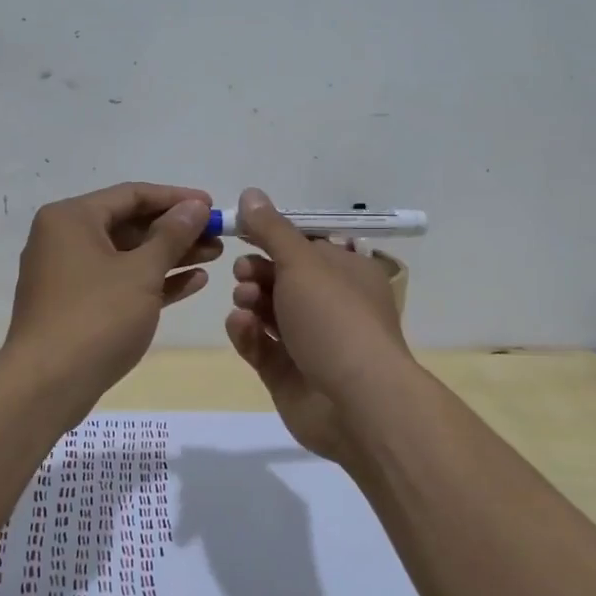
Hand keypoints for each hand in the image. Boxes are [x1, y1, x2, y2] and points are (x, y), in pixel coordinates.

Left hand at [4, 182, 217, 411]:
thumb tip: (196, 206)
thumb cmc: (96, 317)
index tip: (213, 206)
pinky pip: (120, 282)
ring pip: (128, 255)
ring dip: (171, 255)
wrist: (47, 386)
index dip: (176, 198)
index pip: (132, 194)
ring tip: (215, 256)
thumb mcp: (142, 272)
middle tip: (219, 236)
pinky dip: (153, 280)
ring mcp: (69, 274)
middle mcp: (65, 238)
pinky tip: (193, 282)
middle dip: (177, 230)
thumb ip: (172, 235)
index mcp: (72, 218)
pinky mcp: (76, 305)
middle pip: (130, 224)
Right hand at [223, 187, 412, 459]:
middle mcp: (331, 305)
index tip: (242, 231)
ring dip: (251, 300)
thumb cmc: (334, 318)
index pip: (306, 247)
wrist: (356, 403)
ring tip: (244, 301)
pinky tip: (240, 325)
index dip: (273, 237)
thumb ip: (271, 229)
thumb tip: (250, 193)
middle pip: (284, 279)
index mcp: (347, 273)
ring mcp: (310, 342)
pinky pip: (262, 346)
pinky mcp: (289, 374)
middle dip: (258, 271)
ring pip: (269, 312)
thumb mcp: (302, 262)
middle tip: (243, 273)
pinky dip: (248, 333)